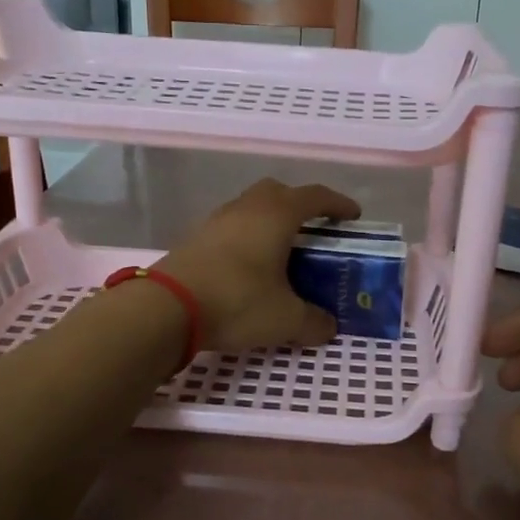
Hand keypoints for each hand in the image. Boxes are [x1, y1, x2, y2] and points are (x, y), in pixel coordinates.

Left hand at [156, 178, 360, 352]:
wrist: (167, 308)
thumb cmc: (238, 301)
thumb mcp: (286, 319)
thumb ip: (314, 322)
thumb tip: (328, 326)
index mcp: (276, 215)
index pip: (315, 197)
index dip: (338, 204)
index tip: (352, 216)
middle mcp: (247, 208)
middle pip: (279, 192)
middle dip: (300, 206)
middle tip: (314, 230)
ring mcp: (217, 221)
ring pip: (251, 208)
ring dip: (270, 221)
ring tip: (282, 251)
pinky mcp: (196, 239)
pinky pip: (232, 228)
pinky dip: (248, 238)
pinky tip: (250, 267)